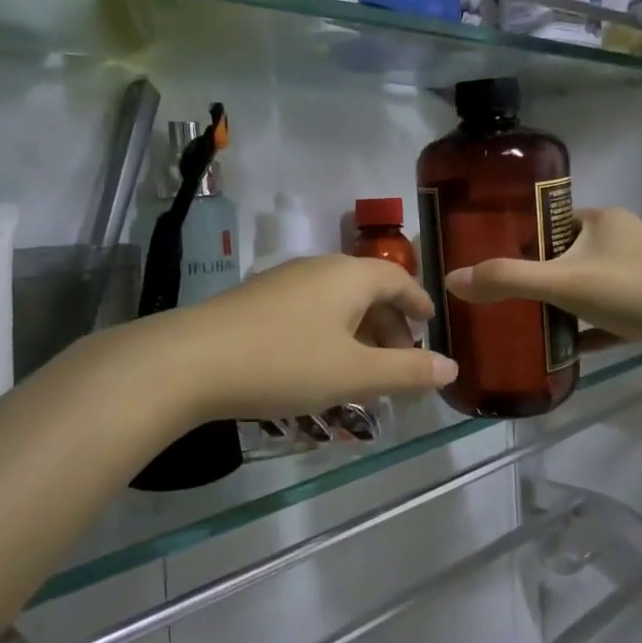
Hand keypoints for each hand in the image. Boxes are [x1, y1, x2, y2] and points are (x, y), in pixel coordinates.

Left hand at [170, 255, 457, 421]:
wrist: (190, 361)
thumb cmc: (285, 362)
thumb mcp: (354, 374)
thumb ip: (407, 372)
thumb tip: (451, 368)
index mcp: (349, 276)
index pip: (398, 279)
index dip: (418, 302)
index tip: (431, 325)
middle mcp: (318, 269)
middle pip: (367, 290)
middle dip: (390, 325)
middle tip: (401, 362)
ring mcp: (283, 282)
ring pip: (336, 303)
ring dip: (358, 333)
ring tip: (363, 371)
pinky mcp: (256, 301)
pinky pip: (309, 312)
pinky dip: (328, 335)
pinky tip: (318, 367)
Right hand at [445, 207, 641, 355]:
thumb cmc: (634, 291)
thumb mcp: (563, 282)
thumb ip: (507, 280)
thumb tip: (451, 280)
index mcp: (602, 220)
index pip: (549, 222)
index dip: (519, 240)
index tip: (490, 263)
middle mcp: (623, 239)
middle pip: (567, 256)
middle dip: (538, 278)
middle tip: (502, 300)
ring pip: (589, 287)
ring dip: (562, 305)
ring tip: (525, 325)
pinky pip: (610, 317)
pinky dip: (588, 330)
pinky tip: (565, 352)